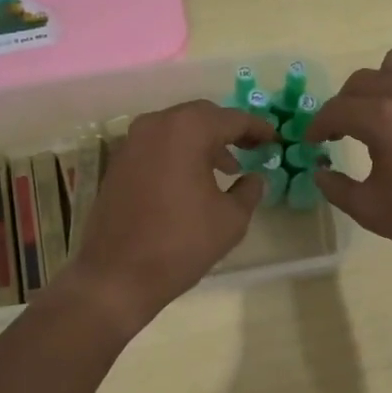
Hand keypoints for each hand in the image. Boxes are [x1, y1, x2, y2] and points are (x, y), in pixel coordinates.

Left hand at [66, 99, 278, 325]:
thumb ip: (249, 190)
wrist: (117, 275)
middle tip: (251, 147)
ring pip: (176, 129)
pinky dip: (179, 152)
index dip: (257, 128)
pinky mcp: (118, 162)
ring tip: (225, 168)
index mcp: (187, 130)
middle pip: (201, 116)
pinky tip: (192, 179)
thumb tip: (254, 178)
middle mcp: (155, 125)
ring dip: (202, 142)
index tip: (274, 139)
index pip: (232, 119)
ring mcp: (131, 142)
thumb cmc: (181, 243)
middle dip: (228, 130)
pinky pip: (157, 145)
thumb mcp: (231, 219)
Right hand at [305, 48, 391, 274]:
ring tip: (381, 111)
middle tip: (341, 131)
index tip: (312, 141)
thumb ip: (336, 187)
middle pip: (362, 81)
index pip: (337, 109)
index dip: (318, 125)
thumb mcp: (371, 210)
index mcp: (383, 119)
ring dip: (381, 83)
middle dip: (344, 104)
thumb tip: (319, 171)